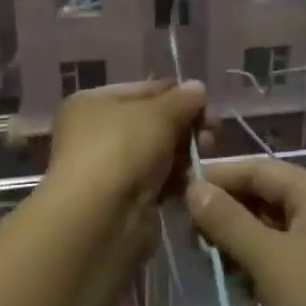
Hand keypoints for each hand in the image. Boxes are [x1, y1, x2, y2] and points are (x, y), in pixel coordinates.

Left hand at [43, 79, 210, 216]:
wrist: (101, 217)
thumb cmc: (121, 149)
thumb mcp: (157, 114)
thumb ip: (182, 100)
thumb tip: (197, 87)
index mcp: (92, 103)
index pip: (143, 90)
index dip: (177, 94)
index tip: (208, 104)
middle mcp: (95, 132)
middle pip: (151, 122)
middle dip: (185, 125)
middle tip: (213, 133)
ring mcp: (109, 167)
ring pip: (157, 152)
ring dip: (184, 152)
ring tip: (206, 154)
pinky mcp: (124, 198)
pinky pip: (157, 180)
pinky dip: (175, 178)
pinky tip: (194, 179)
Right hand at [185, 158, 305, 305]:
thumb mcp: (269, 258)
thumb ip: (227, 220)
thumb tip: (193, 187)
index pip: (260, 169)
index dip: (219, 176)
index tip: (178, 190)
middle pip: (265, 199)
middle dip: (225, 212)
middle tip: (186, 234)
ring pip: (270, 233)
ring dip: (236, 243)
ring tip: (204, 262)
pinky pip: (280, 263)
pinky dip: (254, 268)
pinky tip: (232, 284)